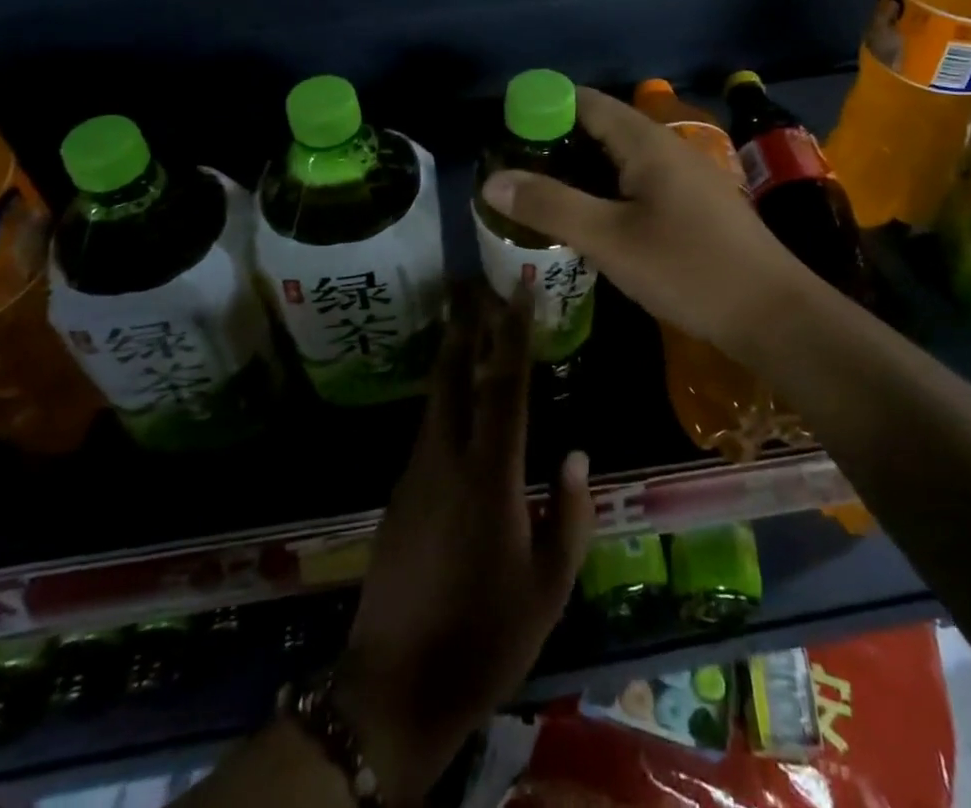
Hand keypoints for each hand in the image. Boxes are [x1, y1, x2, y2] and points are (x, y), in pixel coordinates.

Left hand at [333, 285, 594, 802]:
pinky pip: (428, 429)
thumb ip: (568, 516)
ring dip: (451, 355)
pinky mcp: (399, 494)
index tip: (517, 291)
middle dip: (463, 324)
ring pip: (434, 398)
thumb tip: (576, 454)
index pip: (503, 388)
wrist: (395, 688)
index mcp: (489, 477)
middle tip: (471, 282)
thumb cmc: (485, 638)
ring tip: (466, 324)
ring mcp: (415, 474)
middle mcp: (445, 460)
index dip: (512, 335)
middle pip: (452, 374)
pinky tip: (456, 398)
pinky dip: (444, 397)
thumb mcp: (548, 588)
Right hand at [479, 87, 811, 359]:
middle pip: (603, 127)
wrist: (774, 315)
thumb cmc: (689, 269)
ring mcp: (686, 176)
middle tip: (514, 169)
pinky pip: (638, 182)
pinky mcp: (694, 205)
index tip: (505, 128)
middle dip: (556, 141)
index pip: (587, 102)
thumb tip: (492, 180)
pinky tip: (590, 219)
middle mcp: (667, 148)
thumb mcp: (610, 239)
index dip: (544, 106)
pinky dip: (605, 189)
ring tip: (540, 193)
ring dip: (580, 168)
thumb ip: (551, 206)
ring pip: (621, 157)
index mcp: (647, 142)